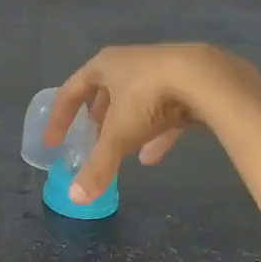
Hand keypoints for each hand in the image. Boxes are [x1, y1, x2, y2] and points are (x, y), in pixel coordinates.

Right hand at [45, 43, 260, 203]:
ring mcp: (159, 70)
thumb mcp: (119, 135)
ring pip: (135, 102)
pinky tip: (153, 157)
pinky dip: (155, 134)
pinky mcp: (186, 83)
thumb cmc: (149, 98)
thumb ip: (98, 166)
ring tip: (120, 153)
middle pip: (104, 93)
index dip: (59, 119)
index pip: (71, 91)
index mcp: (104, 65)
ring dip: (126, 128)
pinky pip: (163, 111)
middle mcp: (129, 63)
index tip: (53, 143)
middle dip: (96, 121)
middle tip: (90, 144)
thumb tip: (75, 199)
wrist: (207, 78)